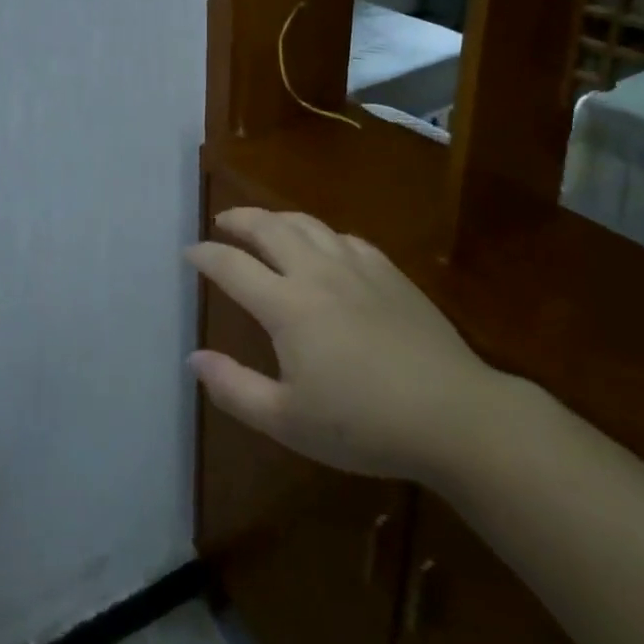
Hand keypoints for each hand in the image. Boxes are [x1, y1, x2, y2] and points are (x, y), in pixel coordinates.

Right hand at [187, 209, 509, 485]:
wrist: (453, 415)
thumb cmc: (364, 424)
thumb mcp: (288, 420)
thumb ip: (234, 388)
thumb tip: (194, 358)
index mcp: (287, 305)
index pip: (232, 266)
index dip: (205, 255)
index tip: (189, 253)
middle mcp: (316, 272)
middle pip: (268, 228)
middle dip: (238, 220)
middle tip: (222, 223)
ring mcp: (356, 267)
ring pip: (307, 224)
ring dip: (277, 218)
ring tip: (264, 225)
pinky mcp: (389, 272)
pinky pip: (345, 238)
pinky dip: (321, 234)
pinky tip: (324, 246)